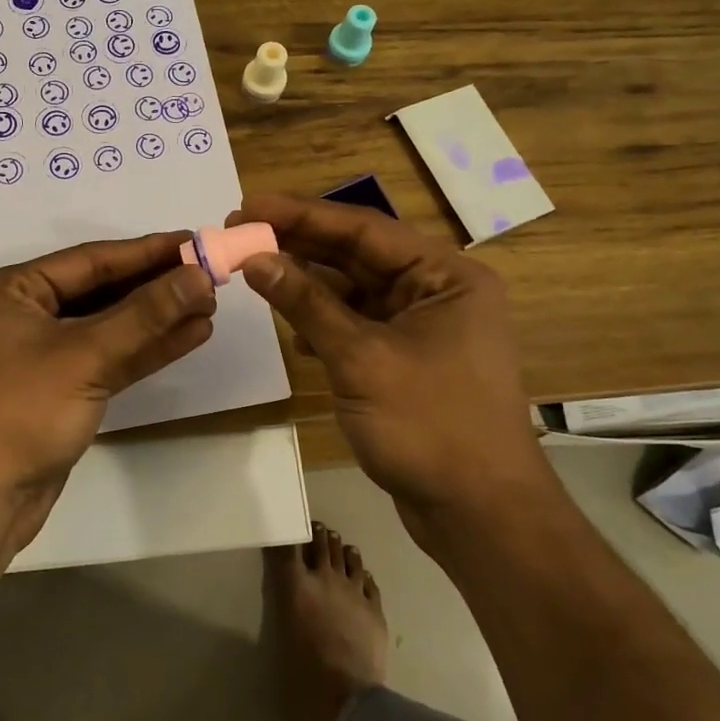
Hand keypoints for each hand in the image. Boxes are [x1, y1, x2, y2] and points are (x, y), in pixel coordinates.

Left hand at [0, 232, 217, 550]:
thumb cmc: (22, 412)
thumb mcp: (85, 356)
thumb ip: (145, 314)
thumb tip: (199, 276)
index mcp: (13, 291)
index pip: (90, 260)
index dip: (146, 251)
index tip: (195, 240)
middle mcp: (25, 314)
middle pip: (101, 290)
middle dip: (155, 286)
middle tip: (210, 276)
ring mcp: (43, 354)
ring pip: (109, 326)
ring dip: (157, 318)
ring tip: (210, 305)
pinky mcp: (62, 389)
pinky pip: (108, 357)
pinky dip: (146, 348)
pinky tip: (189, 336)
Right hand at [232, 193, 550, 528]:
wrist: (478, 514)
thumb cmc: (428, 424)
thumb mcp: (359, 357)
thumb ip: (306, 303)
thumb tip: (255, 258)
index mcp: (446, 275)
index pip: (364, 228)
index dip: (302, 215)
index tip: (249, 206)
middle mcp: (439, 291)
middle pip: (358, 255)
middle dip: (300, 246)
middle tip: (242, 233)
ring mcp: (425, 327)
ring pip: (355, 291)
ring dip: (309, 286)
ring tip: (256, 273)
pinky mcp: (409, 358)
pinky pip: (359, 324)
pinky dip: (325, 323)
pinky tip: (293, 330)